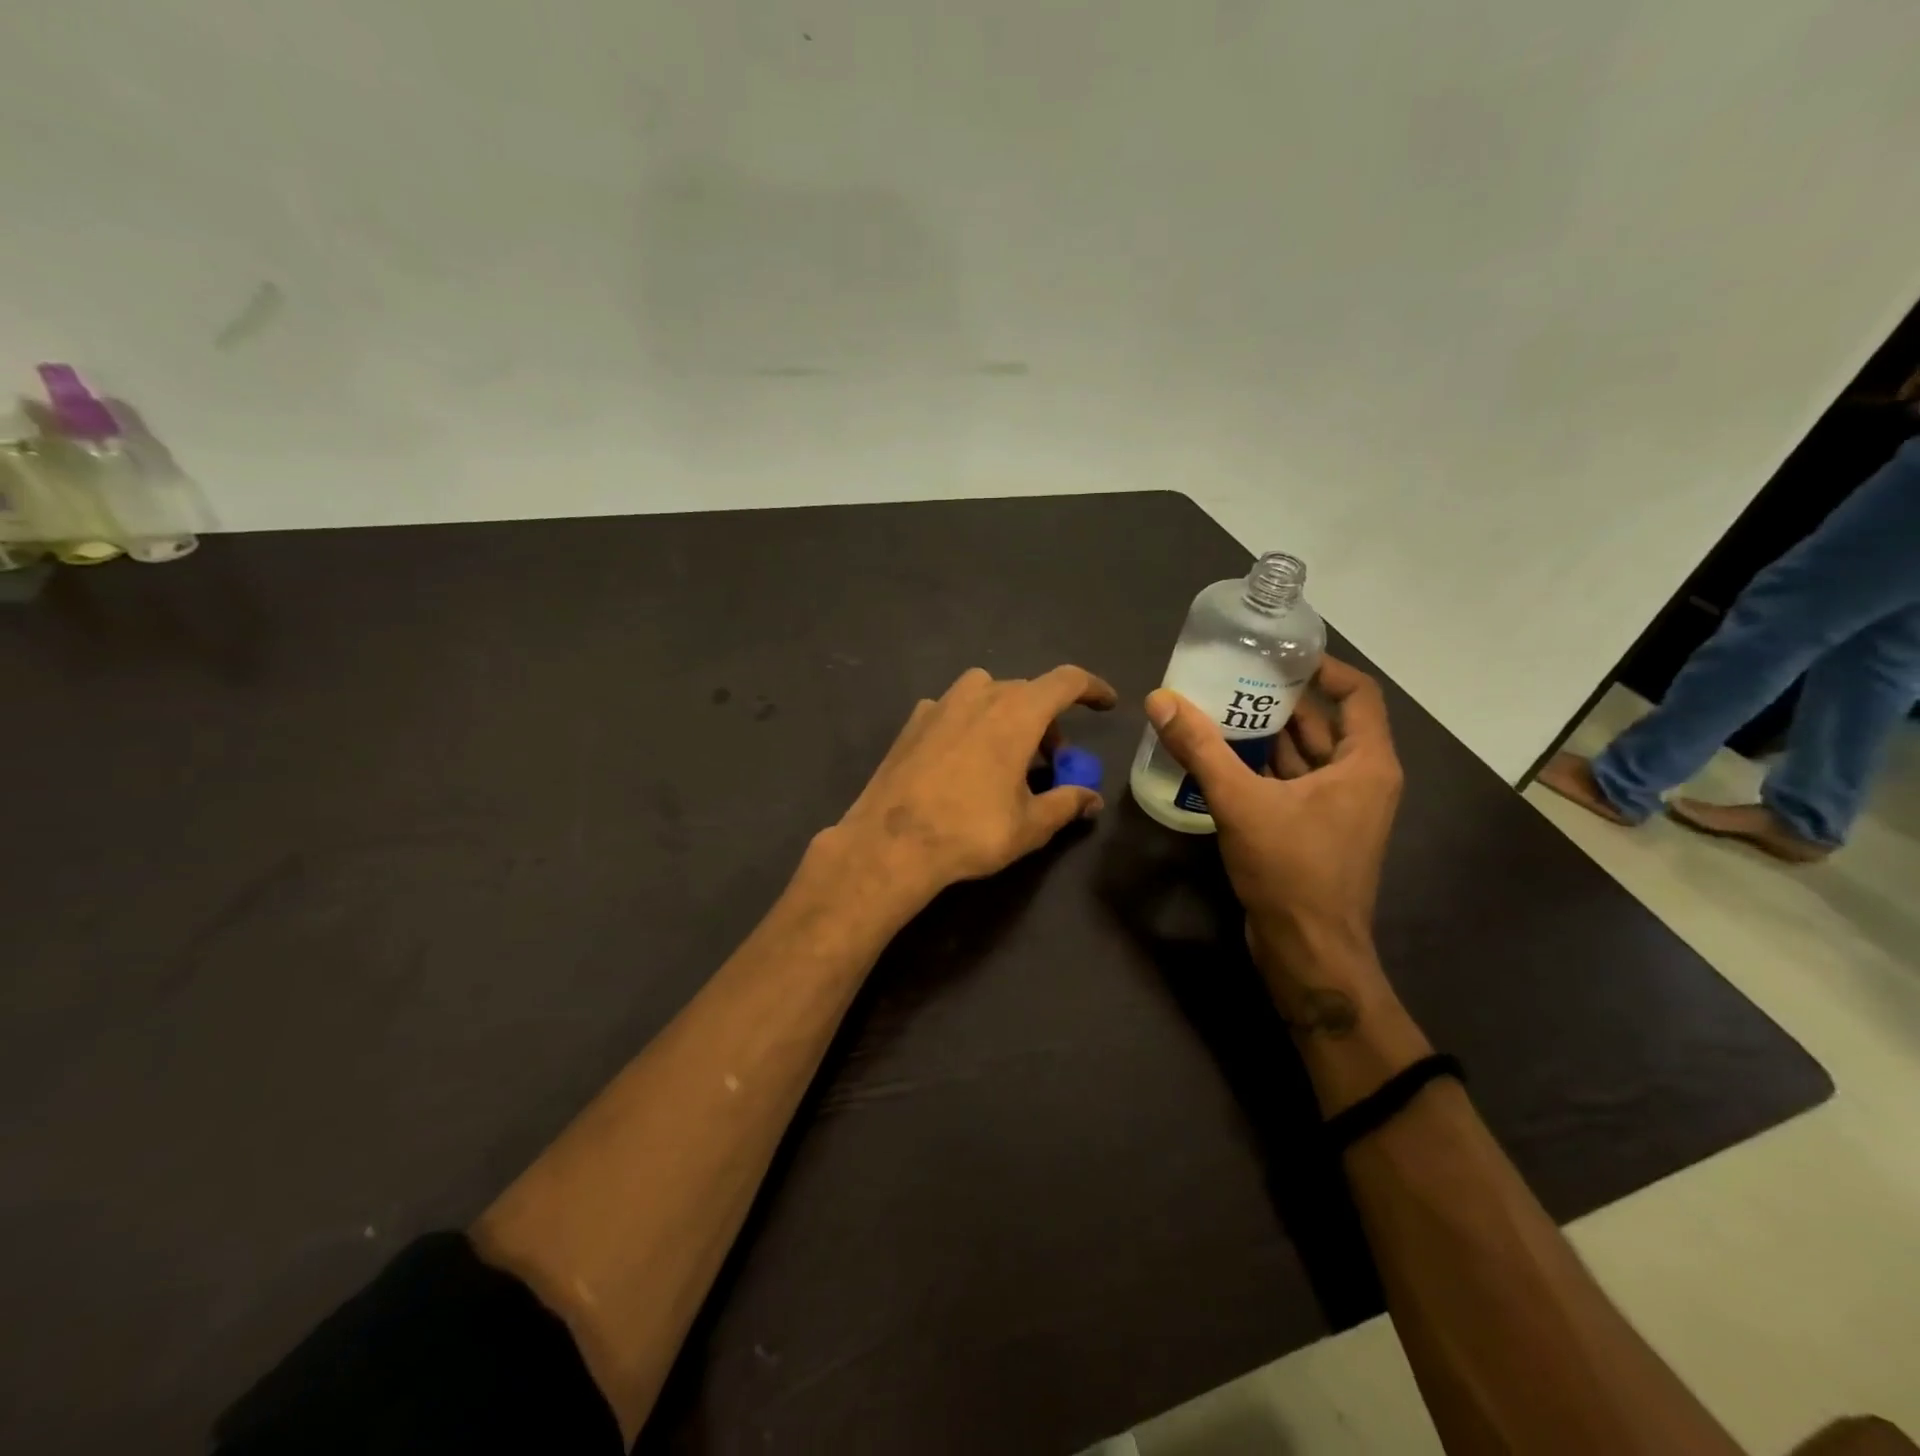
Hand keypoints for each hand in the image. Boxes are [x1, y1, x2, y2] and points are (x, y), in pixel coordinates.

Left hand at [825, 665, 1117, 911]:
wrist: (891, 843)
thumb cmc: (970, 831)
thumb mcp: (1030, 825)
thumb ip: (1066, 804)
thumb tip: (1092, 800)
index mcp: (1017, 713)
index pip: (1066, 681)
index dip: (1092, 688)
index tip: (1106, 704)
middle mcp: (979, 696)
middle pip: (1026, 691)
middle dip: (1047, 720)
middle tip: (1051, 760)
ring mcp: (940, 704)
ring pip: (986, 693)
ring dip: (1006, 714)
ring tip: (1006, 754)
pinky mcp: (913, 722)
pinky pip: (952, 708)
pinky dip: (969, 722)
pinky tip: (962, 758)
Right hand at [1145, 656, 1401, 1020]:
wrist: (1308, 949)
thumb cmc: (1291, 869)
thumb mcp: (1240, 801)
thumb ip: (1200, 747)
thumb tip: (1160, 699)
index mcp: (1365, 763)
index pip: (1358, 694)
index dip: (1324, 668)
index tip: (1280, 655)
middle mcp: (1361, 780)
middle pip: (1325, 723)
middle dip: (1281, 701)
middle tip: (1232, 679)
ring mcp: (1340, 809)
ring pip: (1305, 756)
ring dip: (1267, 735)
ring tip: (1218, 711)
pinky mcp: (1317, 832)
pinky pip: (1292, 784)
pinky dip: (1263, 768)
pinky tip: (1221, 760)